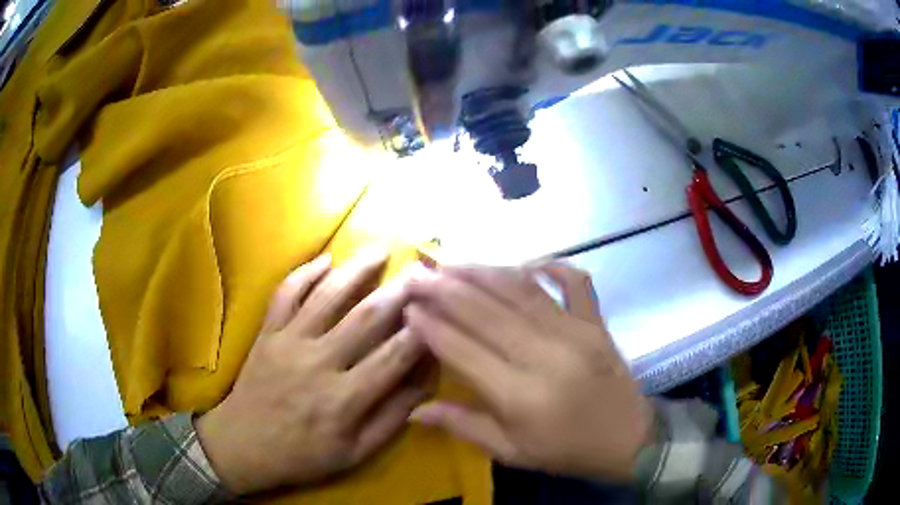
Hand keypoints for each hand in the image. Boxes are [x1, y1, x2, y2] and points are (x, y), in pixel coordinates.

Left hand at [196, 251, 425, 494]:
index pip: (394, 357)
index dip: (421, 332)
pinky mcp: (267, 333)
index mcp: (344, 399)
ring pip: (327, 297)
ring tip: (380, 249)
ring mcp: (289, 342)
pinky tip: (324, 259)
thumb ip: (391, 418)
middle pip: (365, 318)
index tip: (441, 310)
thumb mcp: (354, 453)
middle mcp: (319, 363)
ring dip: (356, 270)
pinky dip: (304, 273)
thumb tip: (426, 383)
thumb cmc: (302, 455)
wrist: (242, 444)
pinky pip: (285, 295)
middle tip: (421, 269)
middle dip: (398, 292)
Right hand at [406, 265, 653, 482]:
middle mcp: (545, 355)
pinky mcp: (596, 322)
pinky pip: (575, 282)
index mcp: (520, 395)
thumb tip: (413, 411)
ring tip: (451, 262)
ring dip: (483, 272)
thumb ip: (462, 426)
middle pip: (486, 312)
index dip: (430, 326)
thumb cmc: (567, 451)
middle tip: (417, 272)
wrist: (630, 440)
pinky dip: (552, 266)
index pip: (462, 350)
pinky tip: (527, 263)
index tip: (406, 307)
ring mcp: (576, 332)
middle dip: (445, 289)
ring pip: (521, 290)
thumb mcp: (511, 452)